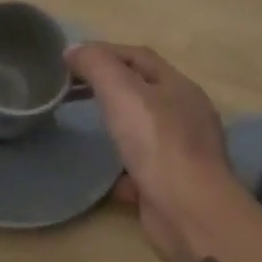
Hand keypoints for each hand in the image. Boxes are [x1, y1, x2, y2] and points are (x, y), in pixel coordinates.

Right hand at [67, 42, 236, 259]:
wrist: (190, 213)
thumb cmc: (157, 143)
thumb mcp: (122, 91)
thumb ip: (97, 64)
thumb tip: (73, 49)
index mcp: (178, 86)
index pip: (138, 56)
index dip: (104, 52)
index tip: (71, 59)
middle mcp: (186, 115)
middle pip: (143, 90)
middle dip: (109, 87)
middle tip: (73, 90)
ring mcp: (183, 152)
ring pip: (144, 129)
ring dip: (118, 125)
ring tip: (88, 126)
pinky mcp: (174, 186)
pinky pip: (144, 168)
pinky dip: (124, 168)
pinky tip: (105, 175)